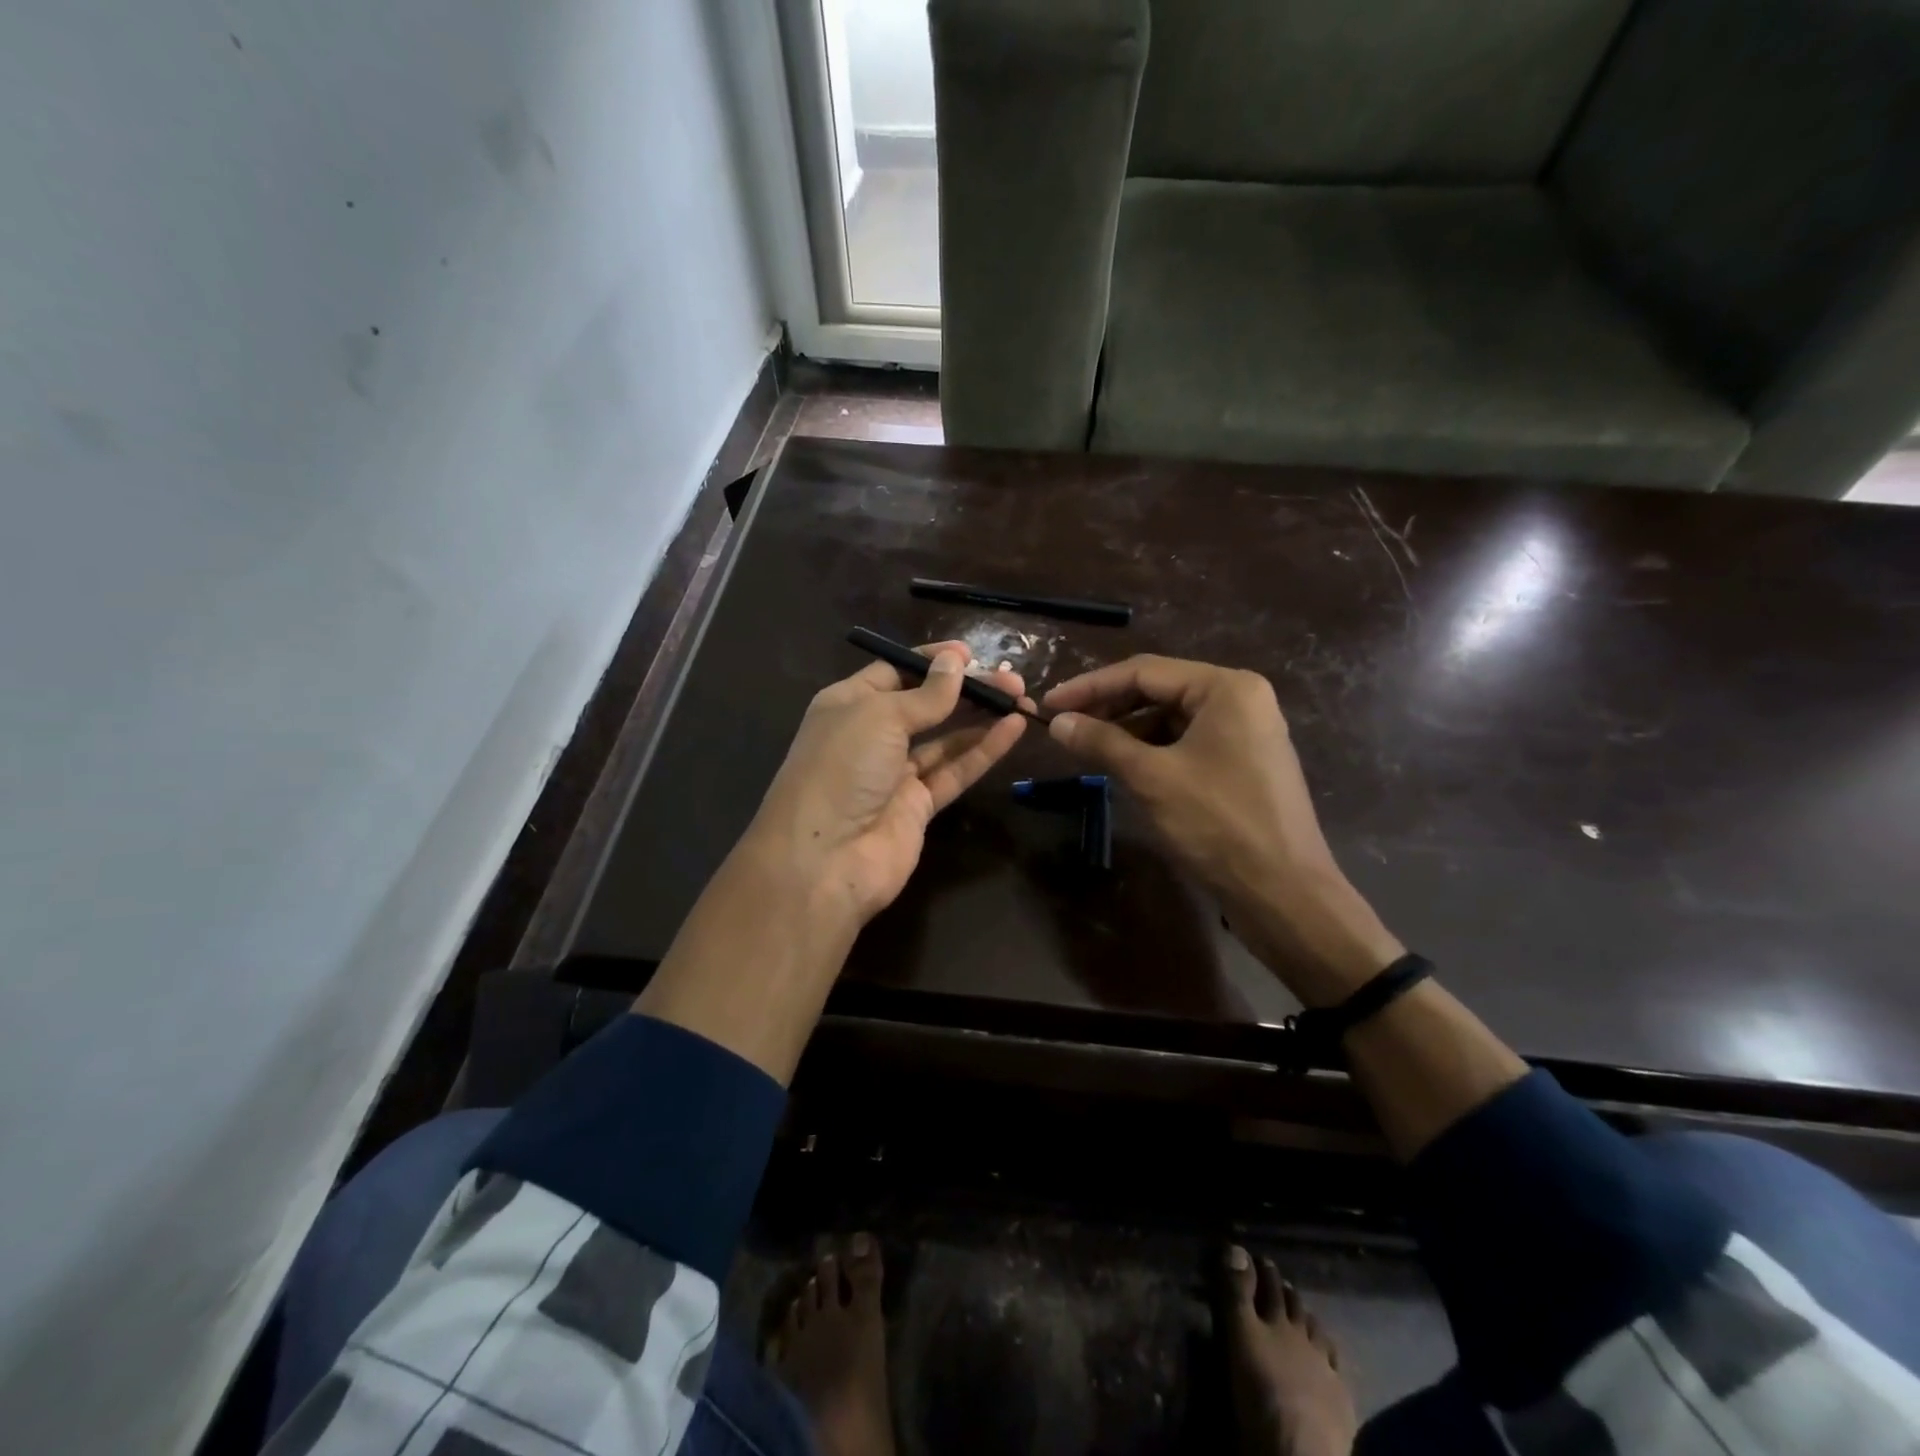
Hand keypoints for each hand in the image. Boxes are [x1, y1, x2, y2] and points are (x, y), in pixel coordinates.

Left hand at [743, 641, 1028, 926]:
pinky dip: (983, 751)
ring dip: (981, 718)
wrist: (824, 859)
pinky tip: (1013, 729)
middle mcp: (871, 736)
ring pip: (945, 739)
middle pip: (925, 705)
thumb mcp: (880, 716)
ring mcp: (895, 774)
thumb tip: (955, 662)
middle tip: (1010, 678)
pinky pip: (955, 771)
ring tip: (1020, 698)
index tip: (971, 654)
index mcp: (848, 704)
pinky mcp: (918, 807)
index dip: (932, 661)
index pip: (895, 671)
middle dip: (966, 689)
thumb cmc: (842, 769)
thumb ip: (925, 694)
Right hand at [1043, 655, 1401, 1005]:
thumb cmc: (1217, 824)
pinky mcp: (1244, 761)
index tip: (1049, 704)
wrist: (1284, 893)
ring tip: (1087, 748)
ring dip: (1128, 730)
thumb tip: (1057, 723)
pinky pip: (1187, 742)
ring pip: (1171, 718)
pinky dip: (1152, 750)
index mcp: (1226, 688)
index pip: (1144, 672)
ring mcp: (1246, 731)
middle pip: (1159, 690)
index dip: (1090, 686)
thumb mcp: (1151, 778)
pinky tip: (1124, 766)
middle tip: (1063, 725)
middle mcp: (1240, 698)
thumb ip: (1101, 742)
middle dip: (1109, 707)